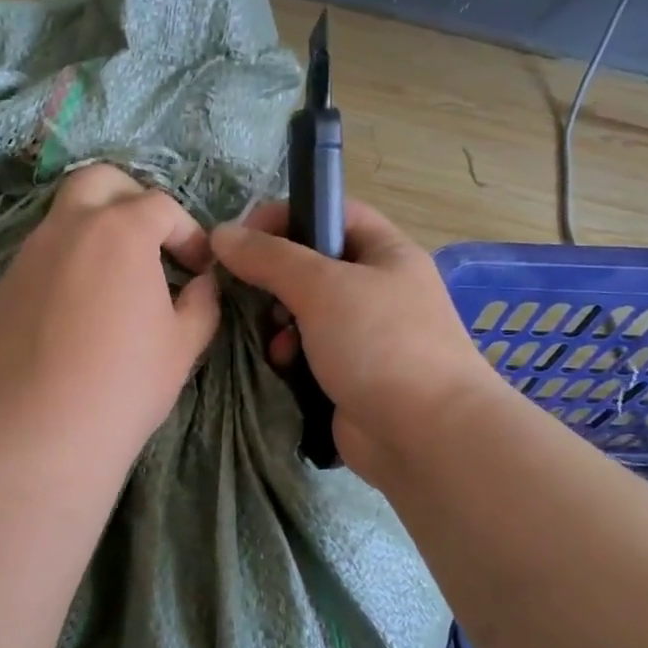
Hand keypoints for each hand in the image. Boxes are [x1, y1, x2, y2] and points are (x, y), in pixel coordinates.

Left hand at [0, 164, 220, 471]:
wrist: (41, 435)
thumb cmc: (125, 385)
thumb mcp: (184, 345)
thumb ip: (201, 302)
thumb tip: (200, 283)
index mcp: (118, 232)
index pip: (161, 206)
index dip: (188, 232)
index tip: (198, 267)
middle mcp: (65, 230)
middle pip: (97, 182)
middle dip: (129, 198)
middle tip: (148, 242)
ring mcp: (24, 260)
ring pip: (60, 223)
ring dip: (91, 237)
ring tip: (110, 287)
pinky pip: (36, 267)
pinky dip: (61, 274)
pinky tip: (70, 321)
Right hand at [210, 200, 498, 488]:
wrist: (426, 435)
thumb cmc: (380, 344)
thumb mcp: (322, 287)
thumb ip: (269, 257)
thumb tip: (221, 233)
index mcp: (385, 253)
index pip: (331, 211)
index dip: (286, 214)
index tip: (242, 237)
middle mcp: (377, 289)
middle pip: (312, 265)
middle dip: (275, 278)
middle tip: (248, 292)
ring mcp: (365, 336)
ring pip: (304, 312)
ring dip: (279, 322)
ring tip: (274, 338)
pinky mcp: (349, 375)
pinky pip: (307, 352)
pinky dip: (290, 356)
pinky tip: (284, 367)